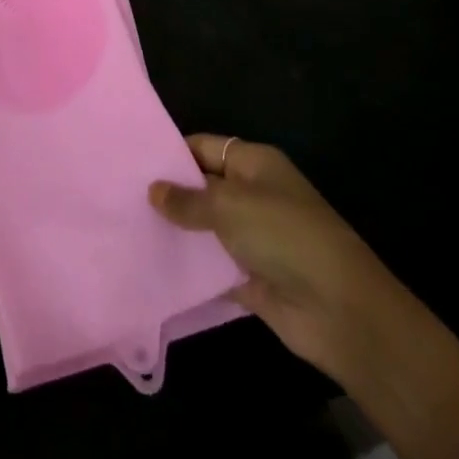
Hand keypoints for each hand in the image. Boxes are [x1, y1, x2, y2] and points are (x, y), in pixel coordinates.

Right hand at [150, 135, 411, 385]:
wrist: (340, 311)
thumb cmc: (284, 236)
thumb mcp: (229, 206)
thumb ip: (188, 199)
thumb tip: (153, 190)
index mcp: (254, 164)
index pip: (203, 147)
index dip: (171, 153)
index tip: (130, 161)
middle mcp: (252, 195)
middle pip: (202, 187)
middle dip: (168, 193)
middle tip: (119, 195)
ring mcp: (252, 238)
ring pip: (204, 228)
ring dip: (176, 231)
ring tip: (126, 228)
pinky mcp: (249, 277)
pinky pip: (211, 266)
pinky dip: (189, 266)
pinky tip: (150, 264)